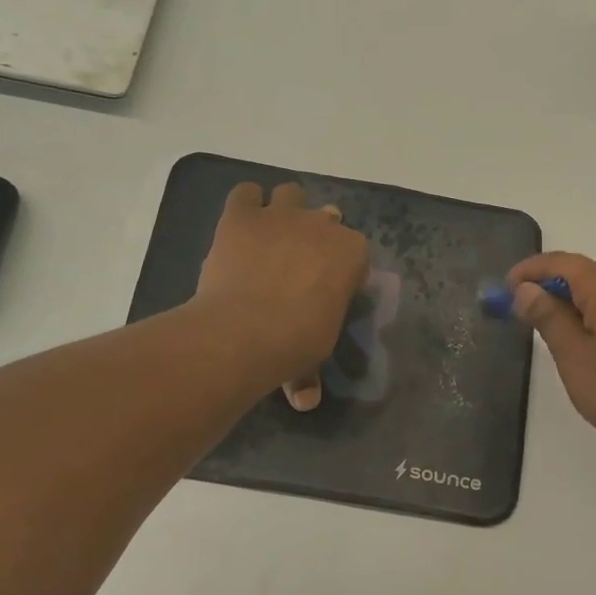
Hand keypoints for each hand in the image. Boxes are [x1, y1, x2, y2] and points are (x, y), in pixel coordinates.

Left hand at [196, 182, 368, 403]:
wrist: (246, 330)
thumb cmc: (294, 344)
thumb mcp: (312, 358)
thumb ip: (309, 373)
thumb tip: (305, 401)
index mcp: (352, 254)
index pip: (355, 251)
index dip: (340, 266)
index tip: (327, 285)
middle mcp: (322, 225)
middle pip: (326, 217)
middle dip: (315, 233)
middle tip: (298, 260)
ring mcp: (281, 216)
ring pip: (290, 193)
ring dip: (283, 209)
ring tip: (269, 235)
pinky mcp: (242, 216)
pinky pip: (246, 193)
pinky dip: (245, 204)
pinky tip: (240, 224)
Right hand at [508, 251, 595, 461]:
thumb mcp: (574, 357)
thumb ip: (548, 317)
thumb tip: (526, 289)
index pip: (561, 262)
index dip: (530, 270)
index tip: (504, 288)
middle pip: (583, 274)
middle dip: (551, 288)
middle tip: (524, 314)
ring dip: (574, 303)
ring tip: (553, 331)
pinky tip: (590, 341)